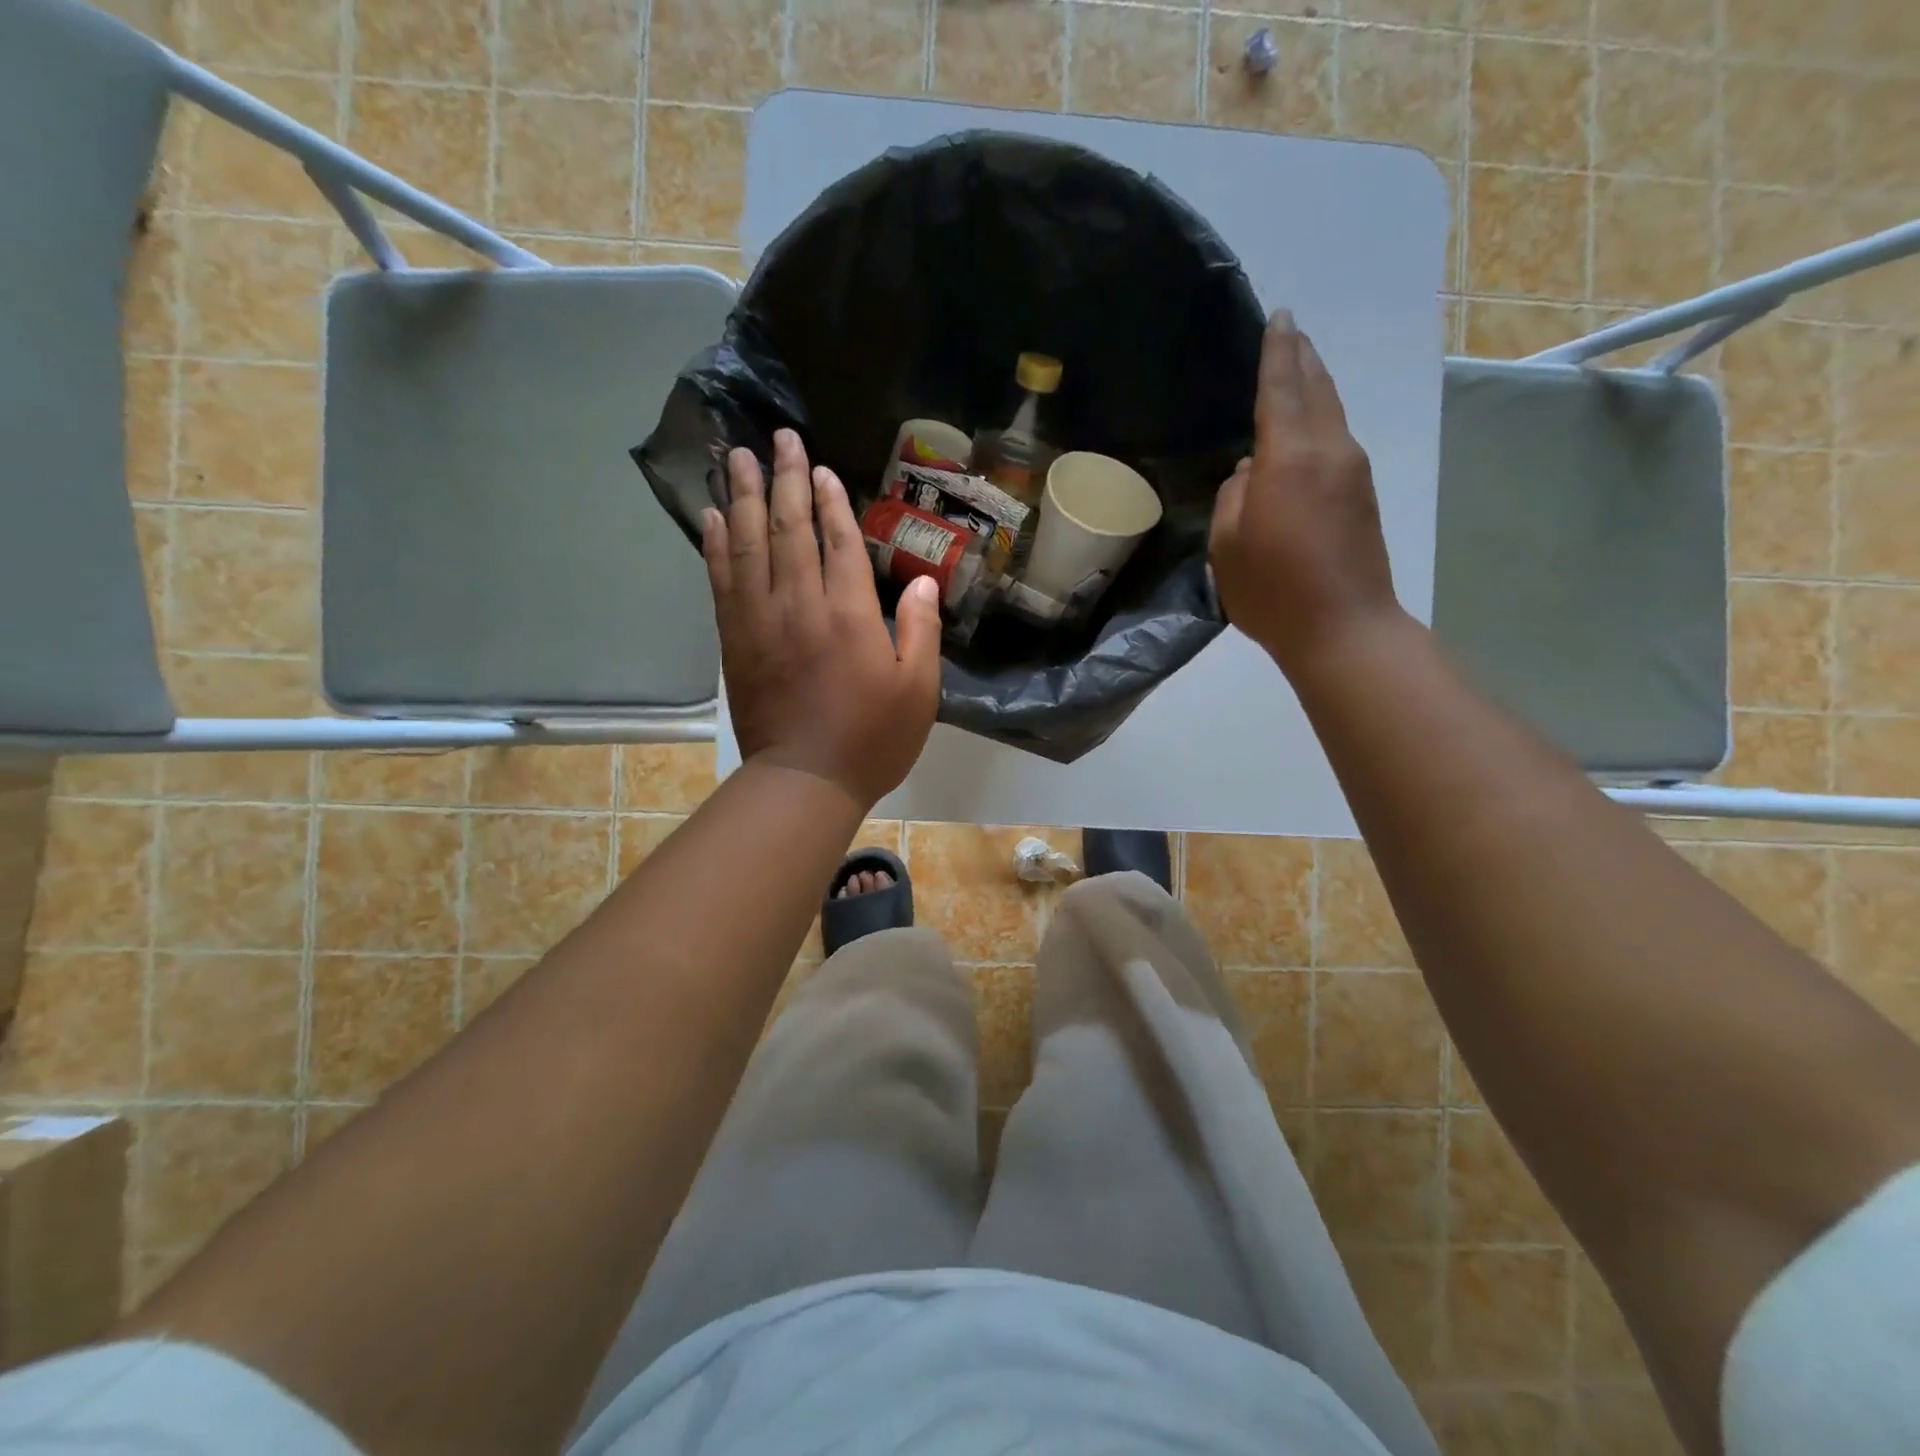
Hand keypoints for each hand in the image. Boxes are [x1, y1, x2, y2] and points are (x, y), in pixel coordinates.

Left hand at [703, 429, 941, 809]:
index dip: (829, 500)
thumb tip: (925, 583)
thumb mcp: (918, 691)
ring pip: (748, 545)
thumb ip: (922, 632)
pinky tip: (712, 517)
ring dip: (742, 497)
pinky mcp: (735, 640)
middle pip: (789, 529)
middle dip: (785, 479)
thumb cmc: (872, 739)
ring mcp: (761, 620)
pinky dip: (716, 545)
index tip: (819, 466)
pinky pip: (722, 581)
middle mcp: (801, 605)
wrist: (805, 780)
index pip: (837, 541)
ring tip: (736, 457)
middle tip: (777, 437)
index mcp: (850, 614)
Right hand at [1209, 310, 1400, 675]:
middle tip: (1289, 329)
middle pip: (1317, 389)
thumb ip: (1232, 499)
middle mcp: (1329, 451)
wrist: (1344, 628)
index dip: (1277, 351)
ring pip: (1331, 412)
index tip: (1279, 316)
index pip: (1281, 388)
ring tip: (1298, 367)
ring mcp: (1353, 471)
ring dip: (1314, 386)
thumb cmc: (1273, 591)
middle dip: (1302, 357)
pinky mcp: (1362, 495)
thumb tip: (1249, 474)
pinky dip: (1319, 418)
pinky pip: (1336, 439)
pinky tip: (1304, 427)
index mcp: (1289, 458)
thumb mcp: (1227, 547)